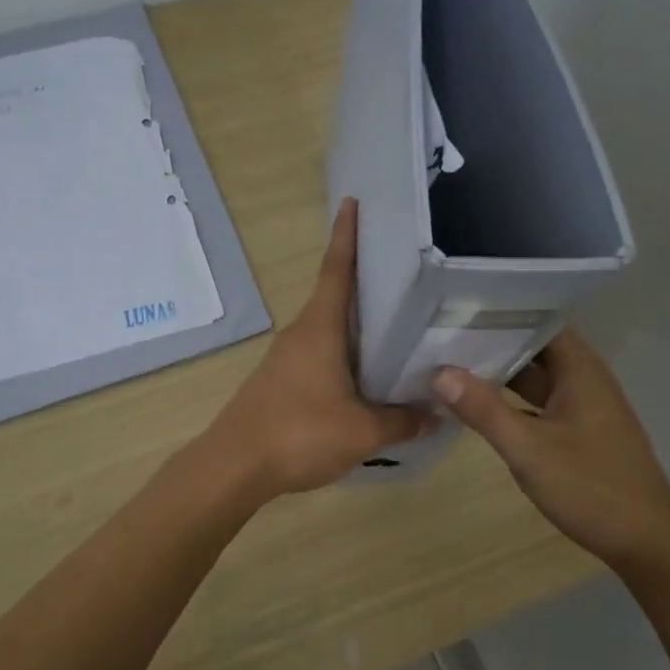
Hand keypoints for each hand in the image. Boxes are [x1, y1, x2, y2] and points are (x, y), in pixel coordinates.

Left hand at [206, 199, 431, 496]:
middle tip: (405, 274)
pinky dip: (344, 355)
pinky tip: (366, 377)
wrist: (234, 466)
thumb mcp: (361, 432)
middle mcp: (301, 334)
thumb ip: (401, 420)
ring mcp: (286, 358)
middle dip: (365, 282)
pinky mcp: (280, 382)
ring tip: (397, 328)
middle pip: (335, 297)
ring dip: (357, 326)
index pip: (336, 270)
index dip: (346, 236)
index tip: (353, 203)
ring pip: (329, 330)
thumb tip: (435, 414)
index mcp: (320, 329)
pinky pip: (320, 356)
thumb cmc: (299, 434)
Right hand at [432, 329, 669, 576]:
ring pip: (536, 376)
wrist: (648, 544)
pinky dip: (511, 398)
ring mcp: (583, 407)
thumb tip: (439, 373)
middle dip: (494, 337)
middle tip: (442, 328)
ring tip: (451, 358)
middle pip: (535, 345)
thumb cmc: (592, 488)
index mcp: (581, 371)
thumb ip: (484, 410)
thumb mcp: (529, 450)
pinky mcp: (579, 431)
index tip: (461, 301)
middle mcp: (585, 380)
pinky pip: (539, 401)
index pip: (541, 317)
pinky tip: (478, 403)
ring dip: (500, 370)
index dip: (504, 307)